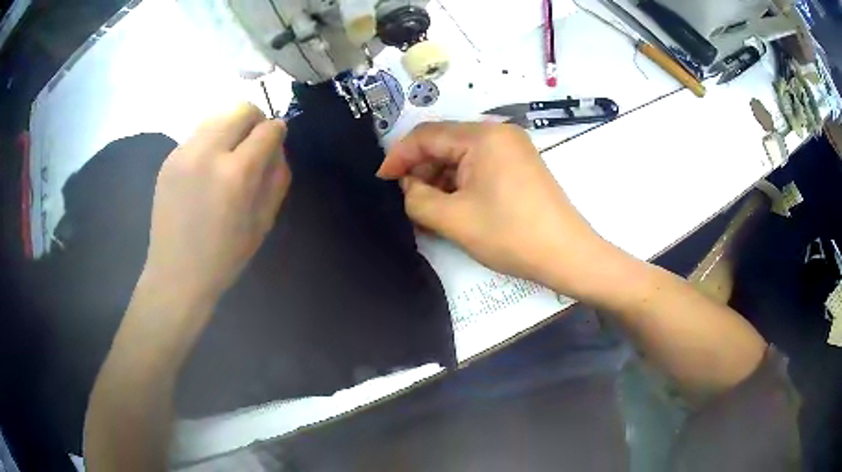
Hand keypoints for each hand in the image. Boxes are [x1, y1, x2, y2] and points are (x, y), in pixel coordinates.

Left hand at [143, 103, 290, 302]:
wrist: (176, 274)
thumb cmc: (225, 256)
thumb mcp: (264, 221)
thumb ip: (277, 176)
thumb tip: (277, 145)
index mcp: (236, 174)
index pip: (268, 129)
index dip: (278, 132)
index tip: (276, 142)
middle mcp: (208, 153)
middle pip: (241, 108)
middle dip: (256, 119)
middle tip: (255, 142)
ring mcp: (183, 153)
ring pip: (217, 114)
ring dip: (232, 126)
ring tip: (230, 153)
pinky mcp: (169, 158)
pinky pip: (198, 133)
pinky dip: (211, 140)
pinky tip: (207, 168)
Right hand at [378, 122, 609, 294]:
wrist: (567, 255)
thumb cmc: (510, 234)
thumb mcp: (453, 219)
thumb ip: (417, 198)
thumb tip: (408, 186)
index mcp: (482, 136)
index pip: (426, 135)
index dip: (398, 156)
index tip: (381, 180)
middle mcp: (498, 133)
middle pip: (445, 144)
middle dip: (421, 171)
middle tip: (406, 201)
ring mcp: (512, 149)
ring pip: (461, 157)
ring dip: (440, 180)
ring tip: (426, 210)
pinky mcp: (520, 166)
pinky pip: (479, 167)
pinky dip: (460, 184)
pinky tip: (451, 207)